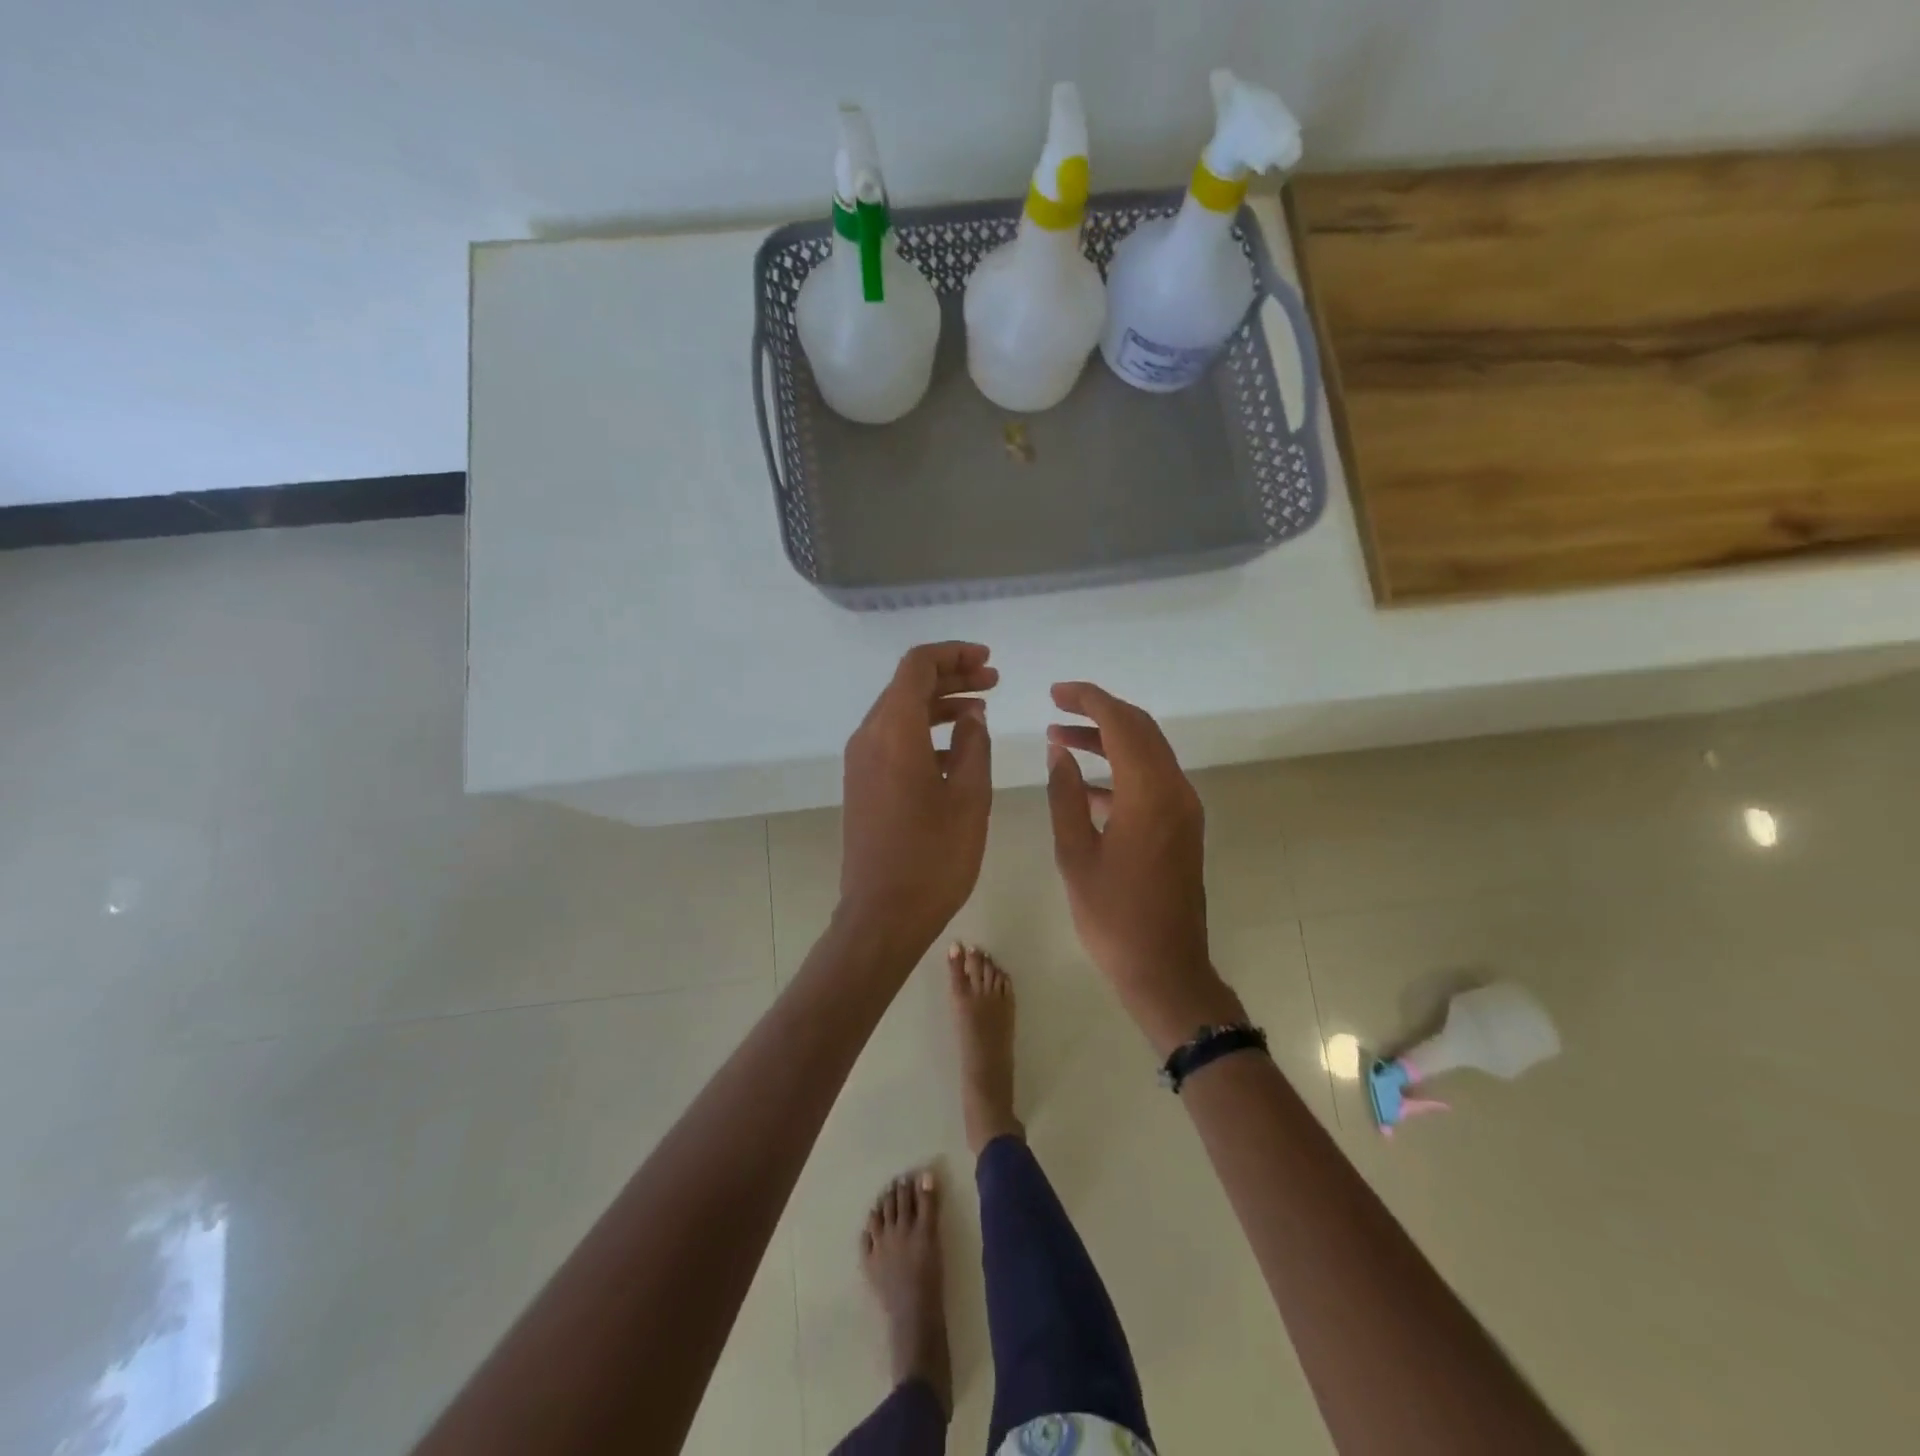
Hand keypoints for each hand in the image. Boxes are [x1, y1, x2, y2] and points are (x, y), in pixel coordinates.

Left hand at [839, 642, 997, 956]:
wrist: (882, 914)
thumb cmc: (933, 857)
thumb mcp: (969, 796)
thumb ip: (974, 745)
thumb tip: (972, 715)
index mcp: (893, 731)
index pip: (917, 666)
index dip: (954, 655)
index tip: (988, 662)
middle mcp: (868, 737)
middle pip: (907, 686)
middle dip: (951, 676)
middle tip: (993, 681)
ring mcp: (860, 762)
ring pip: (899, 712)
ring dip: (939, 704)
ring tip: (981, 710)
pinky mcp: (862, 783)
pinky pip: (892, 739)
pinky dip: (924, 731)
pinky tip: (957, 750)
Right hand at [1046, 682, 1243, 1054]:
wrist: (1166, 969)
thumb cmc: (1113, 917)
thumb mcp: (1075, 854)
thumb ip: (1066, 795)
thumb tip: (1060, 750)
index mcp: (1149, 794)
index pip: (1121, 723)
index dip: (1088, 700)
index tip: (1055, 692)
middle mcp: (1175, 791)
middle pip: (1141, 729)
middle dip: (1099, 711)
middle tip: (1057, 707)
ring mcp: (1184, 809)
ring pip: (1147, 752)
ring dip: (1108, 740)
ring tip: (1061, 740)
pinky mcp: (1183, 827)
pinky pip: (1152, 780)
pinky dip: (1120, 770)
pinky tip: (1085, 783)